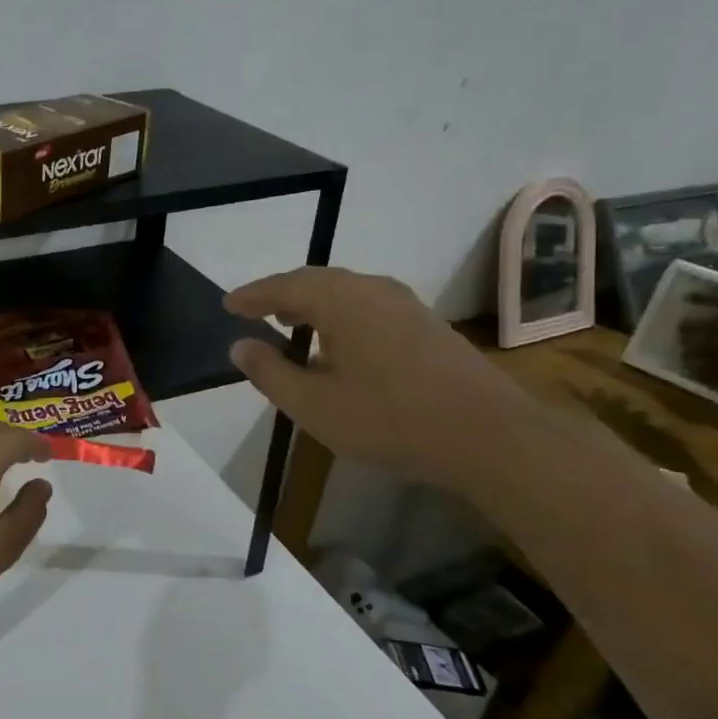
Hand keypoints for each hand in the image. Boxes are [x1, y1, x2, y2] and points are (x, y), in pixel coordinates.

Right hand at [222, 266, 537, 488]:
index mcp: (341, 301)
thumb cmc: (389, 419)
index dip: (252, 295)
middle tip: (255, 310)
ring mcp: (405, 305)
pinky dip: (340, 315)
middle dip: (281, 294)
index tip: (228, 304)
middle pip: (316, 281)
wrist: (489, 436)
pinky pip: (367, 306)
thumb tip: (240, 346)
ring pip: (345, 292)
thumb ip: (270, 373)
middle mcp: (372, 290)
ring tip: (290, 323)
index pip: (284, 286)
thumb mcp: (314, 404)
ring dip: (312, 304)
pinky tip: (338, 343)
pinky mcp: (426, 324)